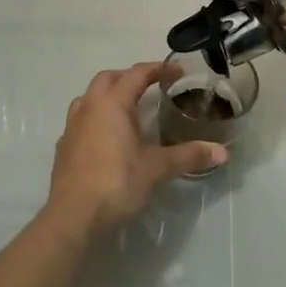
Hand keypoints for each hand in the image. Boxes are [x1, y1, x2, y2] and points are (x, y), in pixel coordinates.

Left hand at [44, 62, 225, 238]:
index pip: (137, 74)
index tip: (177, 72)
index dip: (158, 69)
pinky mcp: (63, 148)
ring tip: (127, 109)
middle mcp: (89, 107)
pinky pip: (80, 120)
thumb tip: (222, 152)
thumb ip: (188, 156)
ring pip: (89, 97)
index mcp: (112, 103)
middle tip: (151, 86)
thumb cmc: (116, 182)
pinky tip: (107, 137)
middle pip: (108, 78)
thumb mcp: (157, 168)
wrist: (73, 217)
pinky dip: (96, 118)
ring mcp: (72, 127)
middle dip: (130, 77)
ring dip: (108, 95)